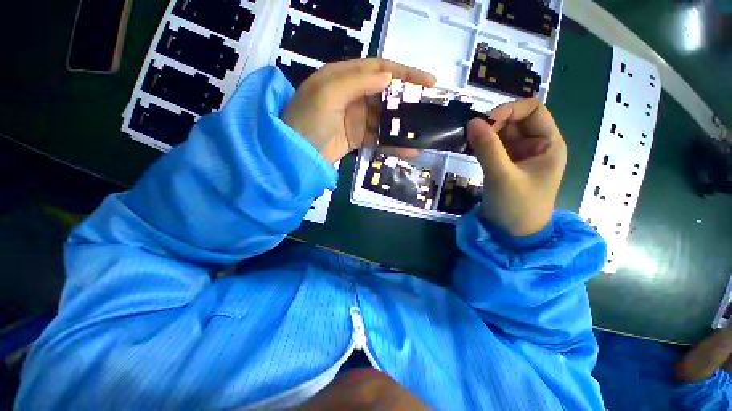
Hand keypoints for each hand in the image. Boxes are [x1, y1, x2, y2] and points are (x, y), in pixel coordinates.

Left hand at [282, 58, 435, 163]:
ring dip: (403, 125)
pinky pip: (379, 139)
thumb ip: (358, 82)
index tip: (428, 81)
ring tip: (423, 131)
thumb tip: (388, 77)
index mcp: (343, 77)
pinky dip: (393, 144)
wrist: (295, 154)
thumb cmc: (307, 119)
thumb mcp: (328, 94)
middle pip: (385, 94)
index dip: (404, 73)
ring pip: (385, 119)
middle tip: (429, 109)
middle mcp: (351, 95)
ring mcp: (355, 119)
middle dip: (407, 100)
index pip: (379, 68)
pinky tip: (409, 150)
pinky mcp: (357, 138)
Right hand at [467, 99, 566, 236]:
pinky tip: (468, 149)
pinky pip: (492, 147)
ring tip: (466, 142)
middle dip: (493, 123)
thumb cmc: (517, 206)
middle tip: (470, 134)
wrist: (512, 234)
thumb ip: (488, 148)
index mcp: (548, 144)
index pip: (532, 110)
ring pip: (501, 133)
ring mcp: (518, 155)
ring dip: (484, 134)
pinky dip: (480, 145)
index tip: (485, 122)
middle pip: (514, 121)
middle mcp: (535, 145)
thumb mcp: (502, 176)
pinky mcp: (504, 164)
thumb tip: (472, 122)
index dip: (509, 110)